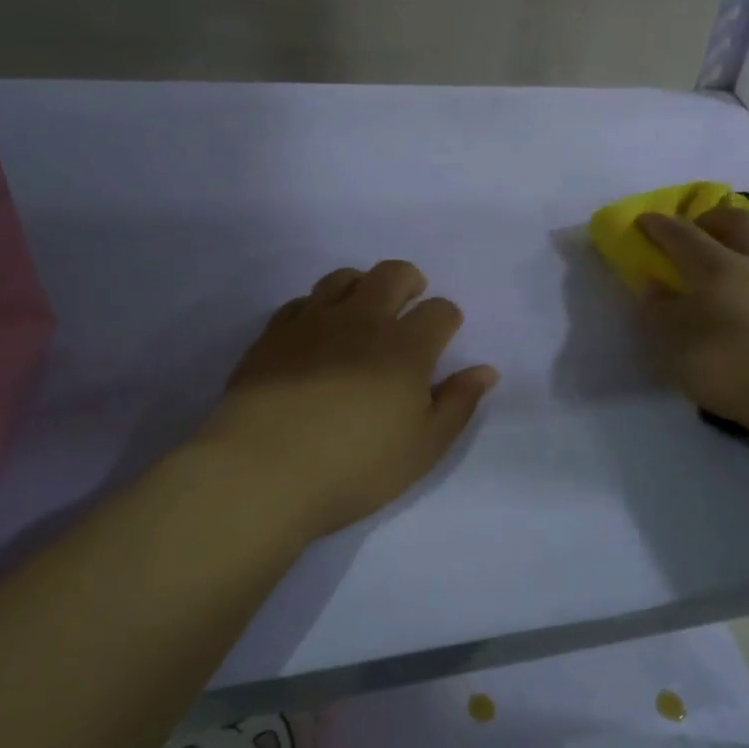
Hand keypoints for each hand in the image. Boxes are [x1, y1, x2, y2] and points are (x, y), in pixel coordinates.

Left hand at [190, 260, 499, 542]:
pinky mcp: (273, 335)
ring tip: (363, 311)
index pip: (440, 310)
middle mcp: (363, 321)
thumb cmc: (355, 467)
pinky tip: (317, 332)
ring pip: (343, 278)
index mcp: (406, 347)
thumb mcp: (424, 447)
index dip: (448, 318)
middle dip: (410, 281)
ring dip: (362, 286)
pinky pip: (300, 302)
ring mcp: (313, 322)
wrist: (262, 474)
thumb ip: (458, 403)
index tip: (443, 335)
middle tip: (410, 302)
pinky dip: (317, 307)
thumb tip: (486, 370)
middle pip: (392, 273)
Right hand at [636, 202, 748, 435]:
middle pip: (742, 223)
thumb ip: (660, 312)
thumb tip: (653, 284)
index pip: (683, 236)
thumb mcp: (675, 345)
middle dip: (719, 220)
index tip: (646, 220)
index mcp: (718, 270)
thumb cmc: (729, 369)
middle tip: (705, 231)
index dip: (662, 226)